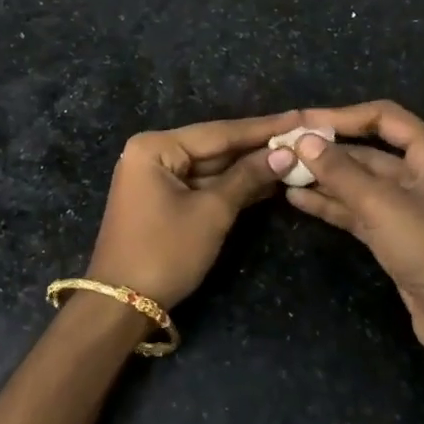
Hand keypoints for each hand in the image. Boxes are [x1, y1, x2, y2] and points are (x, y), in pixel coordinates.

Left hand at [85, 112, 300, 310]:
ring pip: (212, 167)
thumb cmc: (165, 252)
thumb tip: (285, 154)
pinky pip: (203, 184)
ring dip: (249, 167)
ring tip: (295, 156)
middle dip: (257, 146)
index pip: (219, 132)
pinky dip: (232, 185)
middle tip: (302, 136)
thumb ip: (247, 178)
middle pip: (215, 146)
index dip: (263, 128)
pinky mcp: (164, 200)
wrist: (122, 305)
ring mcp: (157, 177)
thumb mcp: (211, 213)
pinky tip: (268, 181)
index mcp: (156, 147)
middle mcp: (153, 153)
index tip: (299, 117)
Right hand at [268, 100, 423, 363]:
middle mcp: (423, 173)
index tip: (304, 121)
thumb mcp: (381, 205)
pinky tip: (297, 198)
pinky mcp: (395, 235)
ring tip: (282, 171)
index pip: (384, 117)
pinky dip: (331, 203)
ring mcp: (409, 206)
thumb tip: (303, 140)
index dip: (342, 116)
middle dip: (328, 150)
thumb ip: (340, 171)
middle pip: (369, 151)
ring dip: (325, 177)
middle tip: (285, 148)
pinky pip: (359, 209)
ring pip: (360, 182)